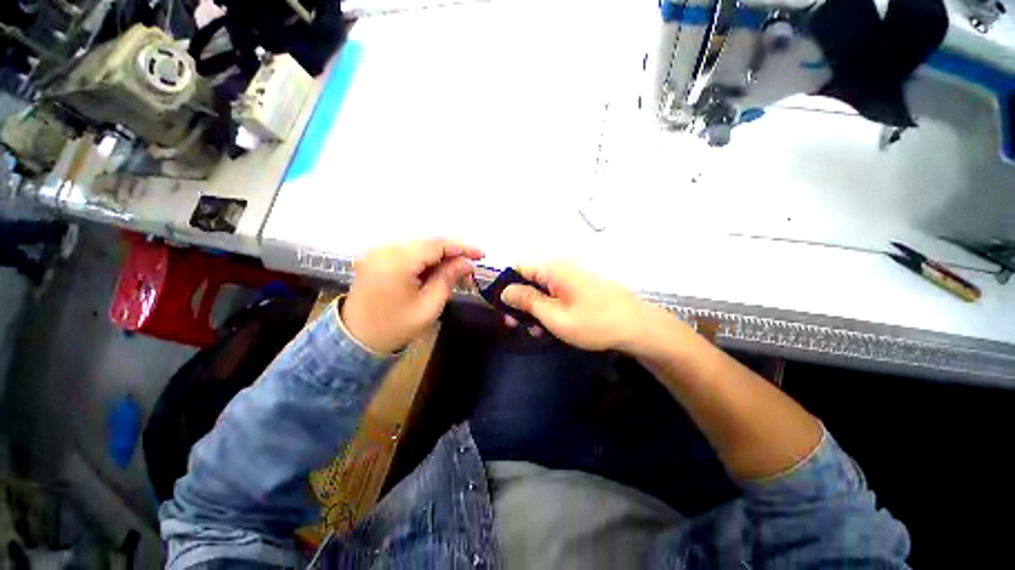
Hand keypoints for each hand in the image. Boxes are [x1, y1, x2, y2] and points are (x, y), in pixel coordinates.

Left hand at [341, 239, 483, 353]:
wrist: (356, 339)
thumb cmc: (395, 327)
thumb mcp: (429, 307)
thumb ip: (448, 279)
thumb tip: (467, 263)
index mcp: (396, 263)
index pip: (436, 245)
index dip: (462, 247)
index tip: (481, 254)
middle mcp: (384, 249)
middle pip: (428, 242)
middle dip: (452, 253)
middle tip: (469, 269)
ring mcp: (378, 251)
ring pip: (419, 246)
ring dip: (440, 256)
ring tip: (456, 272)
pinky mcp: (376, 256)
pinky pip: (408, 251)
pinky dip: (425, 259)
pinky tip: (436, 271)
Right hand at [500, 263, 651, 351]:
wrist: (639, 327)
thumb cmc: (595, 322)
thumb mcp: (555, 316)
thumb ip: (527, 301)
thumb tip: (504, 290)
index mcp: (553, 269)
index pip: (517, 266)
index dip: (504, 284)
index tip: (501, 307)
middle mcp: (561, 267)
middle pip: (528, 278)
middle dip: (518, 300)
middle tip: (514, 323)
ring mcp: (572, 277)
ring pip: (541, 288)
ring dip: (533, 307)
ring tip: (534, 330)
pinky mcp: (579, 287)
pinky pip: (555, 293)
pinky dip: (548, 308)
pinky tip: (549, 326)